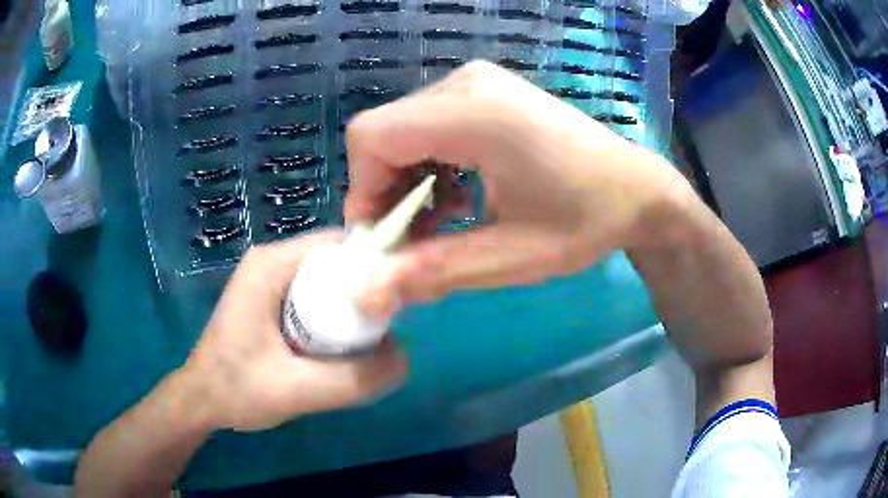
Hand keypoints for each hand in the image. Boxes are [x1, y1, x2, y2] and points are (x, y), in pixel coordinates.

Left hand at [179, 231, 407, 431]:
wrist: (202, 400)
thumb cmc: (236, 390)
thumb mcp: (295, 390)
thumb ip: (352, 378)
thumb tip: (404, 356)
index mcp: (270, 266)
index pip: (338, 244)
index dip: (375, 264)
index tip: (399, 300)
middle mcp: (271, 261)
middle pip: (336, 260)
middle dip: (365, 290)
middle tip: (385, 328)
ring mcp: (271, 279)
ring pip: (328, 280)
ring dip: (351, 306)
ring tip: (368, 340)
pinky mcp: (272, 298)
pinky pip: (316, 295)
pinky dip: (335, 315)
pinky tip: (341, 345)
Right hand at [345, 60, 693, 313]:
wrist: (639, 189)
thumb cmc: (587, 221)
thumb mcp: (511, 257)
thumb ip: (433, 272)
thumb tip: (367, 293)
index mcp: (474, 114)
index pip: (372, 137)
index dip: (363, 190)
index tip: (383, 239)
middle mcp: (466, 84)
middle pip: (383, 133)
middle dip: (384, 191)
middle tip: (411, 240)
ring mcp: (477, 82)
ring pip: (403, 129)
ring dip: (407, 181)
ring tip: (443, 222)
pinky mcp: (486, 91)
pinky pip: (429, 124)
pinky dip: (429, 164)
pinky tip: (459, 197)